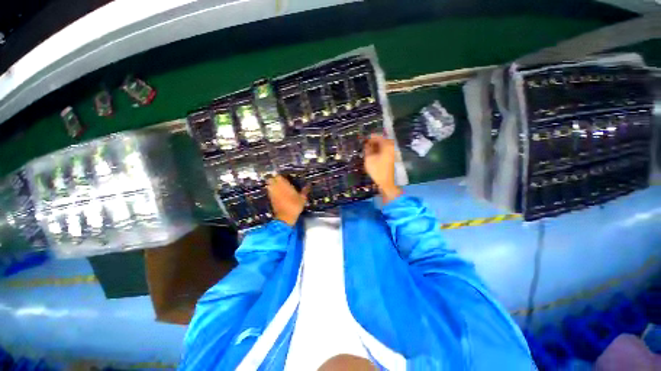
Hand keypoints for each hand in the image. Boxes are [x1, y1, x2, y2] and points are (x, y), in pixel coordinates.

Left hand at [266, 175, 309, 225]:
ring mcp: (273, 193)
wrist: (285, 218)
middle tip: (279, 179)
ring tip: (277, 185)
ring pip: (269, 185)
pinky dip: (272, 190)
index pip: (279, 176)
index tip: (284, 176)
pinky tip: (276, 192)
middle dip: (274, 178)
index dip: (280, 176)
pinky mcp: (271, 199)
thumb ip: (305, 191)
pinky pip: (269, 191)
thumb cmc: (295, 207)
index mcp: (285, 185)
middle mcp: (277, 188)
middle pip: (271, 179)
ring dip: (272, 184)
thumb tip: (308, 185)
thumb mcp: (302, 199)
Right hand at [364, 134, 401, 203]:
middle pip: (382, 140)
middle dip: (373, 141)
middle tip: (365, 145)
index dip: (370, 137)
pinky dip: (379, 150)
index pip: (378, 136)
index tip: (363, 139)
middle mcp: (392, 147)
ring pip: (384, 145)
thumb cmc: (377, 170)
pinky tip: (374, 155)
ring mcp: (393, 152)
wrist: (387, 183)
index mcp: (387, 145)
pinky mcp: (393, 158)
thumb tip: (366, 143)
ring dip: (376, 146)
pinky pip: (385, 150)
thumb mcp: (369, 159)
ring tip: (368, 150)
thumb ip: (367, 149)